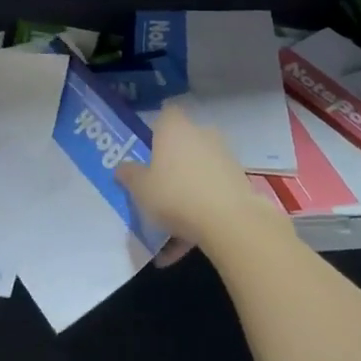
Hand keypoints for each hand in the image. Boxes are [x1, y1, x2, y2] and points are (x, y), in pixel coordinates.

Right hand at [116, 104, 287, 258]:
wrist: (230, 221)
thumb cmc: (175, 194)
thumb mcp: (140, 188)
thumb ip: (130, 175)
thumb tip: (122, 167)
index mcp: (175, 128)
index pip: (165, 114)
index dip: (156, 129)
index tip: (147, 150)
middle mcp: (201, 134)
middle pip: (183, 144)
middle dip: (171, 165)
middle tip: (155, 189)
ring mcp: (223, 157)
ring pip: (197, 173)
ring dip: (185, 194)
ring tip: (168, 231)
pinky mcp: (238, 182)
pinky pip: (211, 195)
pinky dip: (199, 214)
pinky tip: (184, 246)